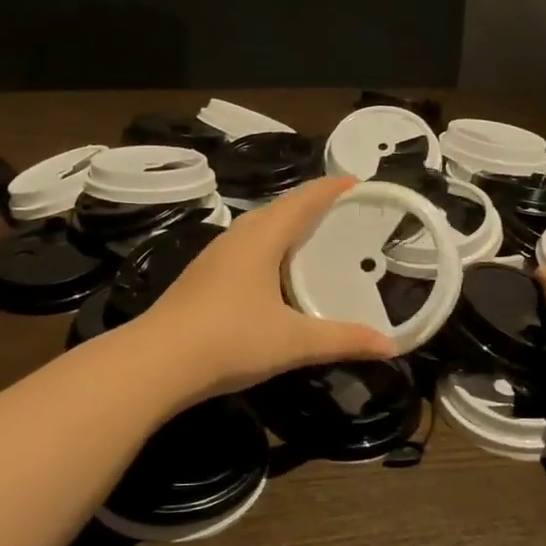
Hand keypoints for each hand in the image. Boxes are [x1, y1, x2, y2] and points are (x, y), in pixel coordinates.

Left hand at [133, 177, 396, 403]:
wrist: (156, 363)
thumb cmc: (230, 340)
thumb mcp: (294, 342)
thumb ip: (343, 340)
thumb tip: (390, 347)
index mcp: (261, 238)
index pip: (302, 200)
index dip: (331, 188)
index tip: (358, 181)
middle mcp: (237, 238)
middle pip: (279, 209)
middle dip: (312, 205)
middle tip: (345, 212)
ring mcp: (215, 257)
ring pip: (258, 229)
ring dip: (287, 227)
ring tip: (315, 238)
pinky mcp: (202, 278)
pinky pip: (245, 249)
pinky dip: (270, 249)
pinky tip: (276, 274)